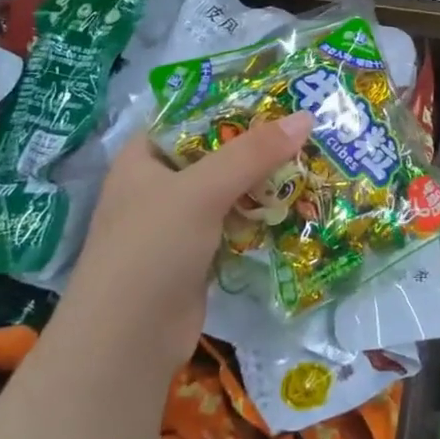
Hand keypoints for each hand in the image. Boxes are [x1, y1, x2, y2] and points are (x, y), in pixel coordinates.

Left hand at [62, 113, 313, 376]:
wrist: (127, 342)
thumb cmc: (151, 250)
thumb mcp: (201, 191)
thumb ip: (252, 153)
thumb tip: (306, 117)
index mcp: (143, 158)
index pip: (190, 117)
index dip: (231, 104)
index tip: (279, 96)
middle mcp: (159, 185)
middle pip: (216, 153)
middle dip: (258, 145)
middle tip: (307, 129)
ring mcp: (178, 222)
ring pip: (230, 189)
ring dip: (265, 182)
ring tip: (312, 161)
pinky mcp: (198, 254)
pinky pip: (236, 222)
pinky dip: (261, 215)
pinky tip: (296, 205)